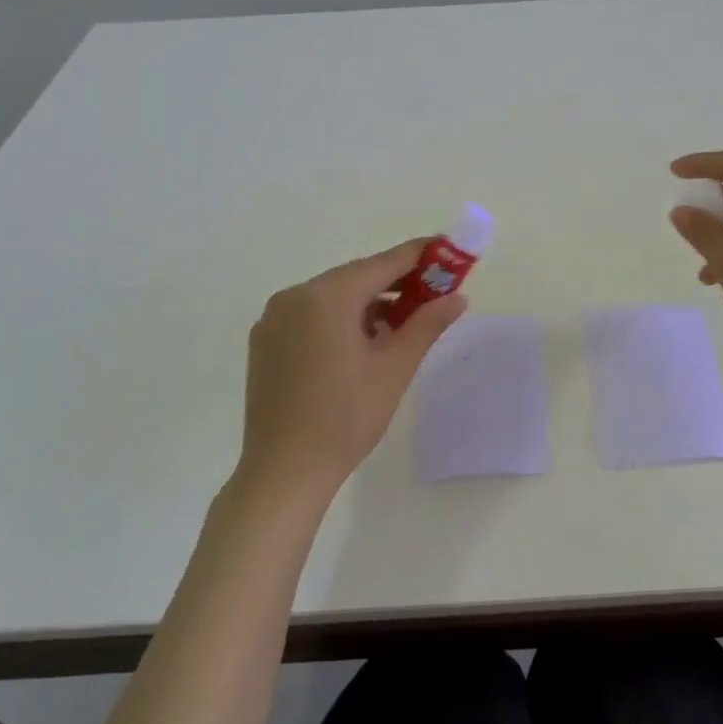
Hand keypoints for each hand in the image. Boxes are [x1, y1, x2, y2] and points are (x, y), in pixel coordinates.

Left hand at [238, 240, 467, 506]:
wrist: (284, 472)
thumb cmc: (346, 418)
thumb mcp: (394, 368)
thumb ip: (426, 324)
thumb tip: (458, 298)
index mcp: (326, 297)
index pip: (383, 263)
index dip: (419, 256)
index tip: (446, 252)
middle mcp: (294, 296)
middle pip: (355, 277)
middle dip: (395, 282)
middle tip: (431, 293)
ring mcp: (274, 319)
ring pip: (332, 297)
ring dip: (368, 302)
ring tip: (401, 323)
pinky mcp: (264, 342)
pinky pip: (310, 316)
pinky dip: (339, 319)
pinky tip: (361, 343)